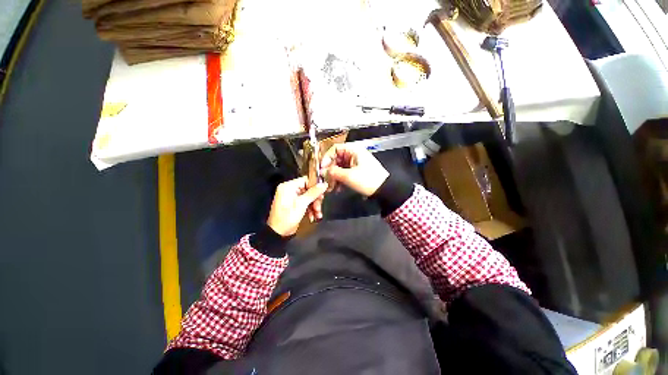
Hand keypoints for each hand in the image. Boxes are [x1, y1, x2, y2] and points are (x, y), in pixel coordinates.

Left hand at [267, 177, 327, 236]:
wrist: (278, 233)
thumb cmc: (288, 217)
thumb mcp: (302, 204)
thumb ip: (313, 193)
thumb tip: (324, 184)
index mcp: (289, 186)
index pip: (306, 180)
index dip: (316, 186)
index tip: (323, 193)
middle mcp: (290, 189)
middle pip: (308, 189)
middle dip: (315, 199)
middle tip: (319, 207)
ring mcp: (292, 197)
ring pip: (308, 197)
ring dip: (314, 206)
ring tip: (317, 214)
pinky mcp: (294, 205)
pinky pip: (305, 203)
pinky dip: (310, 209)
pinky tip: (313, 216)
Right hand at [320, 144, 388, 196]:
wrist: (384, 190)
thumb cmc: (369, 180)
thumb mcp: (349, 176)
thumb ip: (334, 172)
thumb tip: (323, 171)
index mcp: (353, 151)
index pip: (335, 149)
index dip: (327, 157)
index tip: (322, 168)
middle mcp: (354, 155)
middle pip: (336, 159)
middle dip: (330, 170)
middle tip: (325, 179)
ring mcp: (355, 164)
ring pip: (339, 167)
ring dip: (334, 177)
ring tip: (331, 187)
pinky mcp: (357, 172)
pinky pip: (344, 173)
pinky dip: (340, 180)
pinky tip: (337, 188)